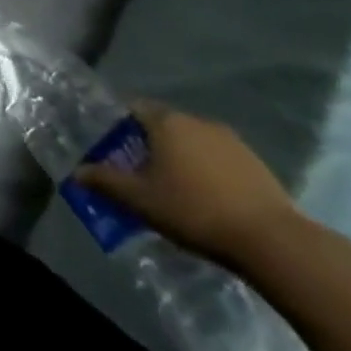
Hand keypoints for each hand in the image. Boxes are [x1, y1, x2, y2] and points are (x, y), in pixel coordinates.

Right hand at [75, 103, 301, 268]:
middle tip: (141, 172)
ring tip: (176, 188)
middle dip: (150, 144)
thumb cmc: (194, 210)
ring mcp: (231, 141)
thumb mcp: (141, 200)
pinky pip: (219, 158)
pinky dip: (208, 170)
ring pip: (194, 142)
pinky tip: (209, 198)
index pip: (134, 109)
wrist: (272, 240)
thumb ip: (106, 181)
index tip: (113, 148)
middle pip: (164, 125)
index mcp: (166, 122)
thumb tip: (77, 172)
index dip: (120, 126)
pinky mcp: (257, 163)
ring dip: (182, 157)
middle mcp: (197, 121)